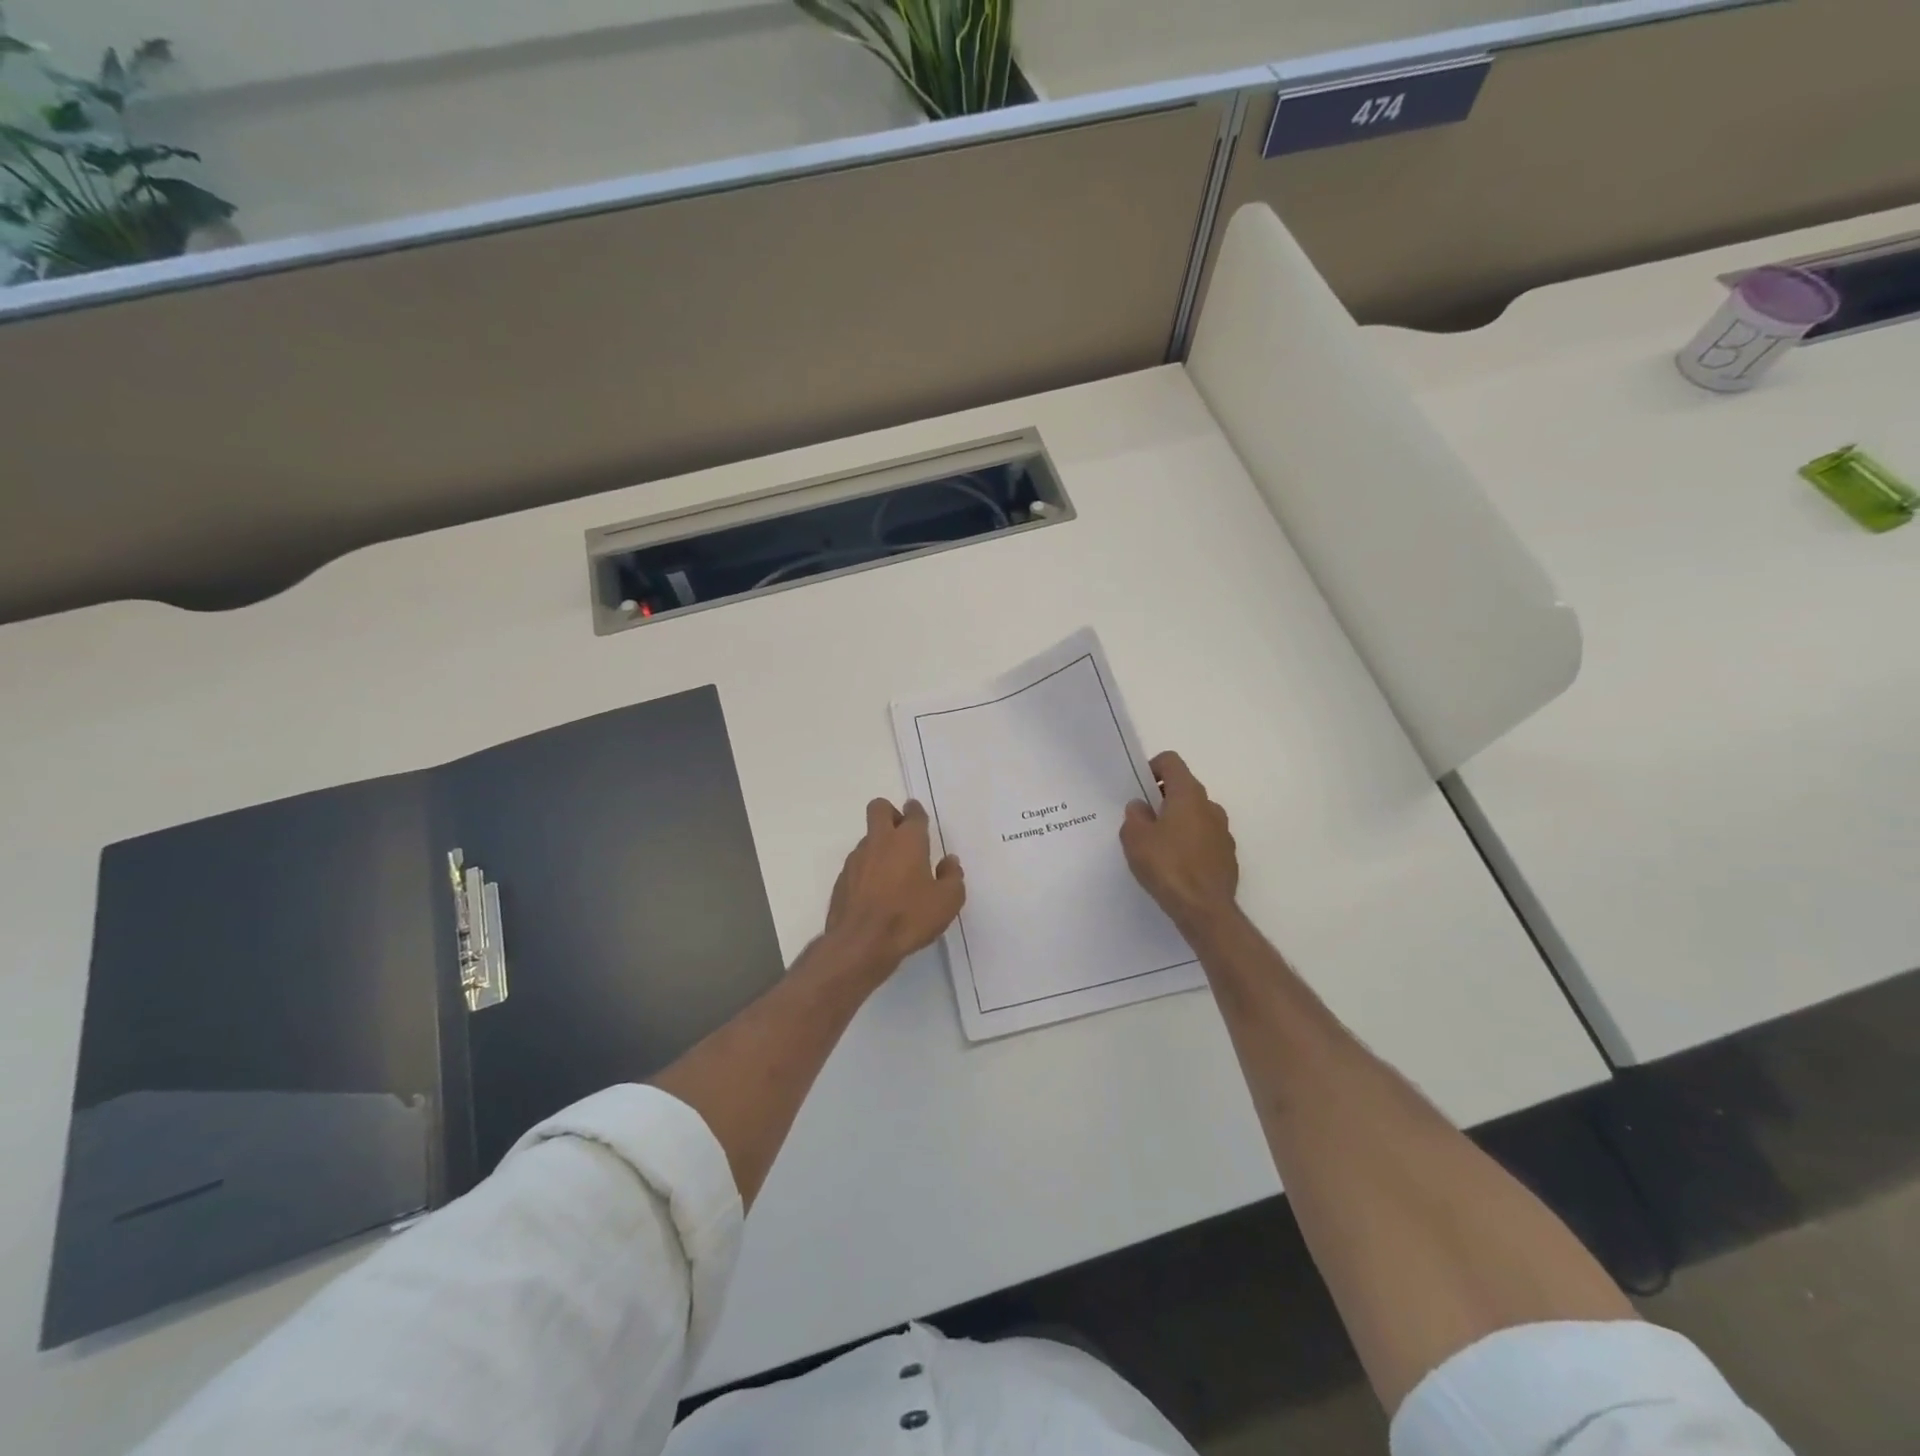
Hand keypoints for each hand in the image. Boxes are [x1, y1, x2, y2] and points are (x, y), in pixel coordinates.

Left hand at [825, 798, 965, 979]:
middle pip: (879, 808)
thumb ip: (952, 877)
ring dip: (880, 846)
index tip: (920, 820)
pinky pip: (857, 864)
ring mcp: (856, 859)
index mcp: (908, 840)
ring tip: (893, 874)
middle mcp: (879, 842)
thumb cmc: (909, 917)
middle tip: (903, 836)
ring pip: (868, 838)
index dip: (916, 812)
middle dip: (891, 814)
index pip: (912, 813)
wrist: (861, 943)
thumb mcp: (947, 901)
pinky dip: (868, 870)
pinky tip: (877, 894)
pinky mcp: (842, 879)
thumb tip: (949, 862)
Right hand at [1121, 751, 1238, 934]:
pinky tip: (1175, 866)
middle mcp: (1210, 807)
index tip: (1138, 788)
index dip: (1152, 768)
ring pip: (1195, 815)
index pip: (1172, 762)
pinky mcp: (1227, 855)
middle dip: (1162, 798)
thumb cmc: (1167, 866)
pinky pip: (1204, 838)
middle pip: (1184, 788)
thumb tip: (1141, 807)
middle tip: (1142, 820)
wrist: (1204, 909)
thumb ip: (1135, 815)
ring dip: (1177, 822)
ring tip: (1157, 846)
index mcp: (1189, 795)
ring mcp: (1223, 832)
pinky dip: (1189, 843)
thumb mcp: (1135, 838)